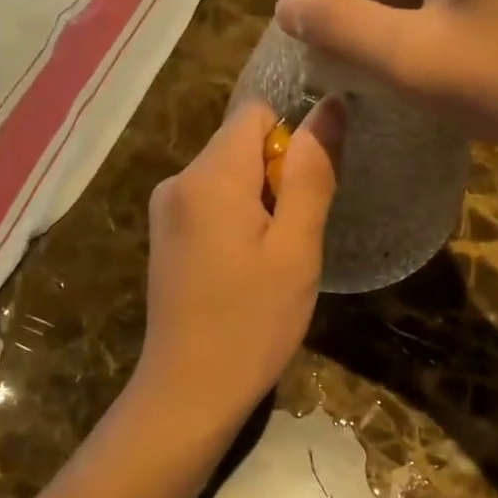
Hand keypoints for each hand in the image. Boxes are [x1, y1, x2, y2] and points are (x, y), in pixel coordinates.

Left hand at [135, 98, 345, 425]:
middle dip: (277, 177)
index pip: (257, 112)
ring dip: (261, 204)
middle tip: (295, 237)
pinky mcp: (166, 238)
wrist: (189, 392)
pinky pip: (211, 205)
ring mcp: (166, 211)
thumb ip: (311, 173)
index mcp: (209, 175)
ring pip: (229, 177)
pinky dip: (238, 223)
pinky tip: (248, 270)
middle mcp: (178, 181)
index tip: (307, 191)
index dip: (292, 139)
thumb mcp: (296, 247)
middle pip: (241, 144)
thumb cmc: (252, 321)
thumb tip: (331, 105)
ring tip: (274, 260)